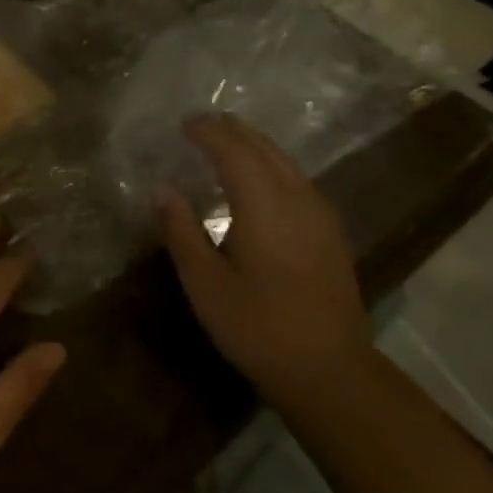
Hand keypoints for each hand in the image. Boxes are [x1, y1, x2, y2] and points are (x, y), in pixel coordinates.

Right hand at [155, 114, 370, 401]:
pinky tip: (261, 179)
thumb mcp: (205, 282)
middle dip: (233, 130)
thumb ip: (181, 230)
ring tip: (228, 140)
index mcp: (263, 205)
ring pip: (285, 162)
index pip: (233, 151)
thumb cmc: (257, 327)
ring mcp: (320, 214)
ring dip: (254, 145)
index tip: (183, 123)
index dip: (208, 132)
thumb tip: (162, 188)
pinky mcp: (330, 232)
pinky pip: (297, 179)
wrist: (329, 370)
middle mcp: (296, 198)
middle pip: (264, 149)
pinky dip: (272, 165)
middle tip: (203, 123)